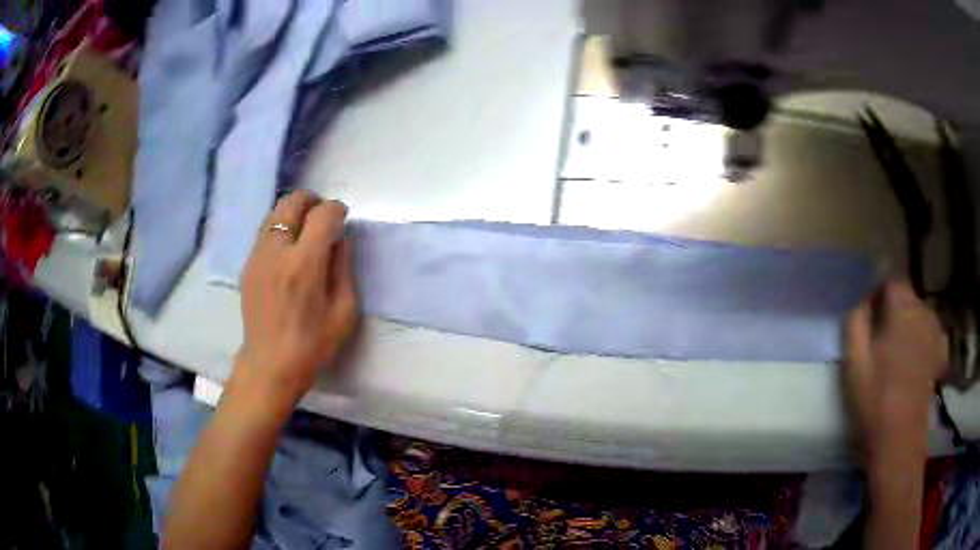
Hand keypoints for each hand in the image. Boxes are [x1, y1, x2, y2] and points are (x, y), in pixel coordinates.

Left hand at [235, 191, 357, 406]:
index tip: (343, 219)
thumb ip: (344, 268)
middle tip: (324, 217)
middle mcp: (277, 252)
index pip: (322, 214)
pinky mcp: (248, 265)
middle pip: (292, 202)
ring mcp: (257, 256)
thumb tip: (339, 240)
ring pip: (274, 213)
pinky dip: (280, 228)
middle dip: (312, 201)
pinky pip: (265, 232)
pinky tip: (288, 250)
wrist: (269, 366)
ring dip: (294, 212)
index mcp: (304, 264)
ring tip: (305, 231)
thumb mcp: (344, 312)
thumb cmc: (313, 345)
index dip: (337, 210)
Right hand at [843, 280, 946, 460]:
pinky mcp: (940, 355)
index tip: (868, 315)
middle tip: (879, 337)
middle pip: (908, 297)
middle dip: (894, 308)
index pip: (892, 282)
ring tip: (897, 348)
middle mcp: (924, 314)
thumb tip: (862, 303)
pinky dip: (923, 335)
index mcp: (903, 312)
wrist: (899, 443)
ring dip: (908, 322)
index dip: (879, 293)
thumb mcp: (855, 364)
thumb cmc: (875, 403)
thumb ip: (855, 324)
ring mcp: (935, 335)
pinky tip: (915, 355)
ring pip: (920, 313)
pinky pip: (931, 331)